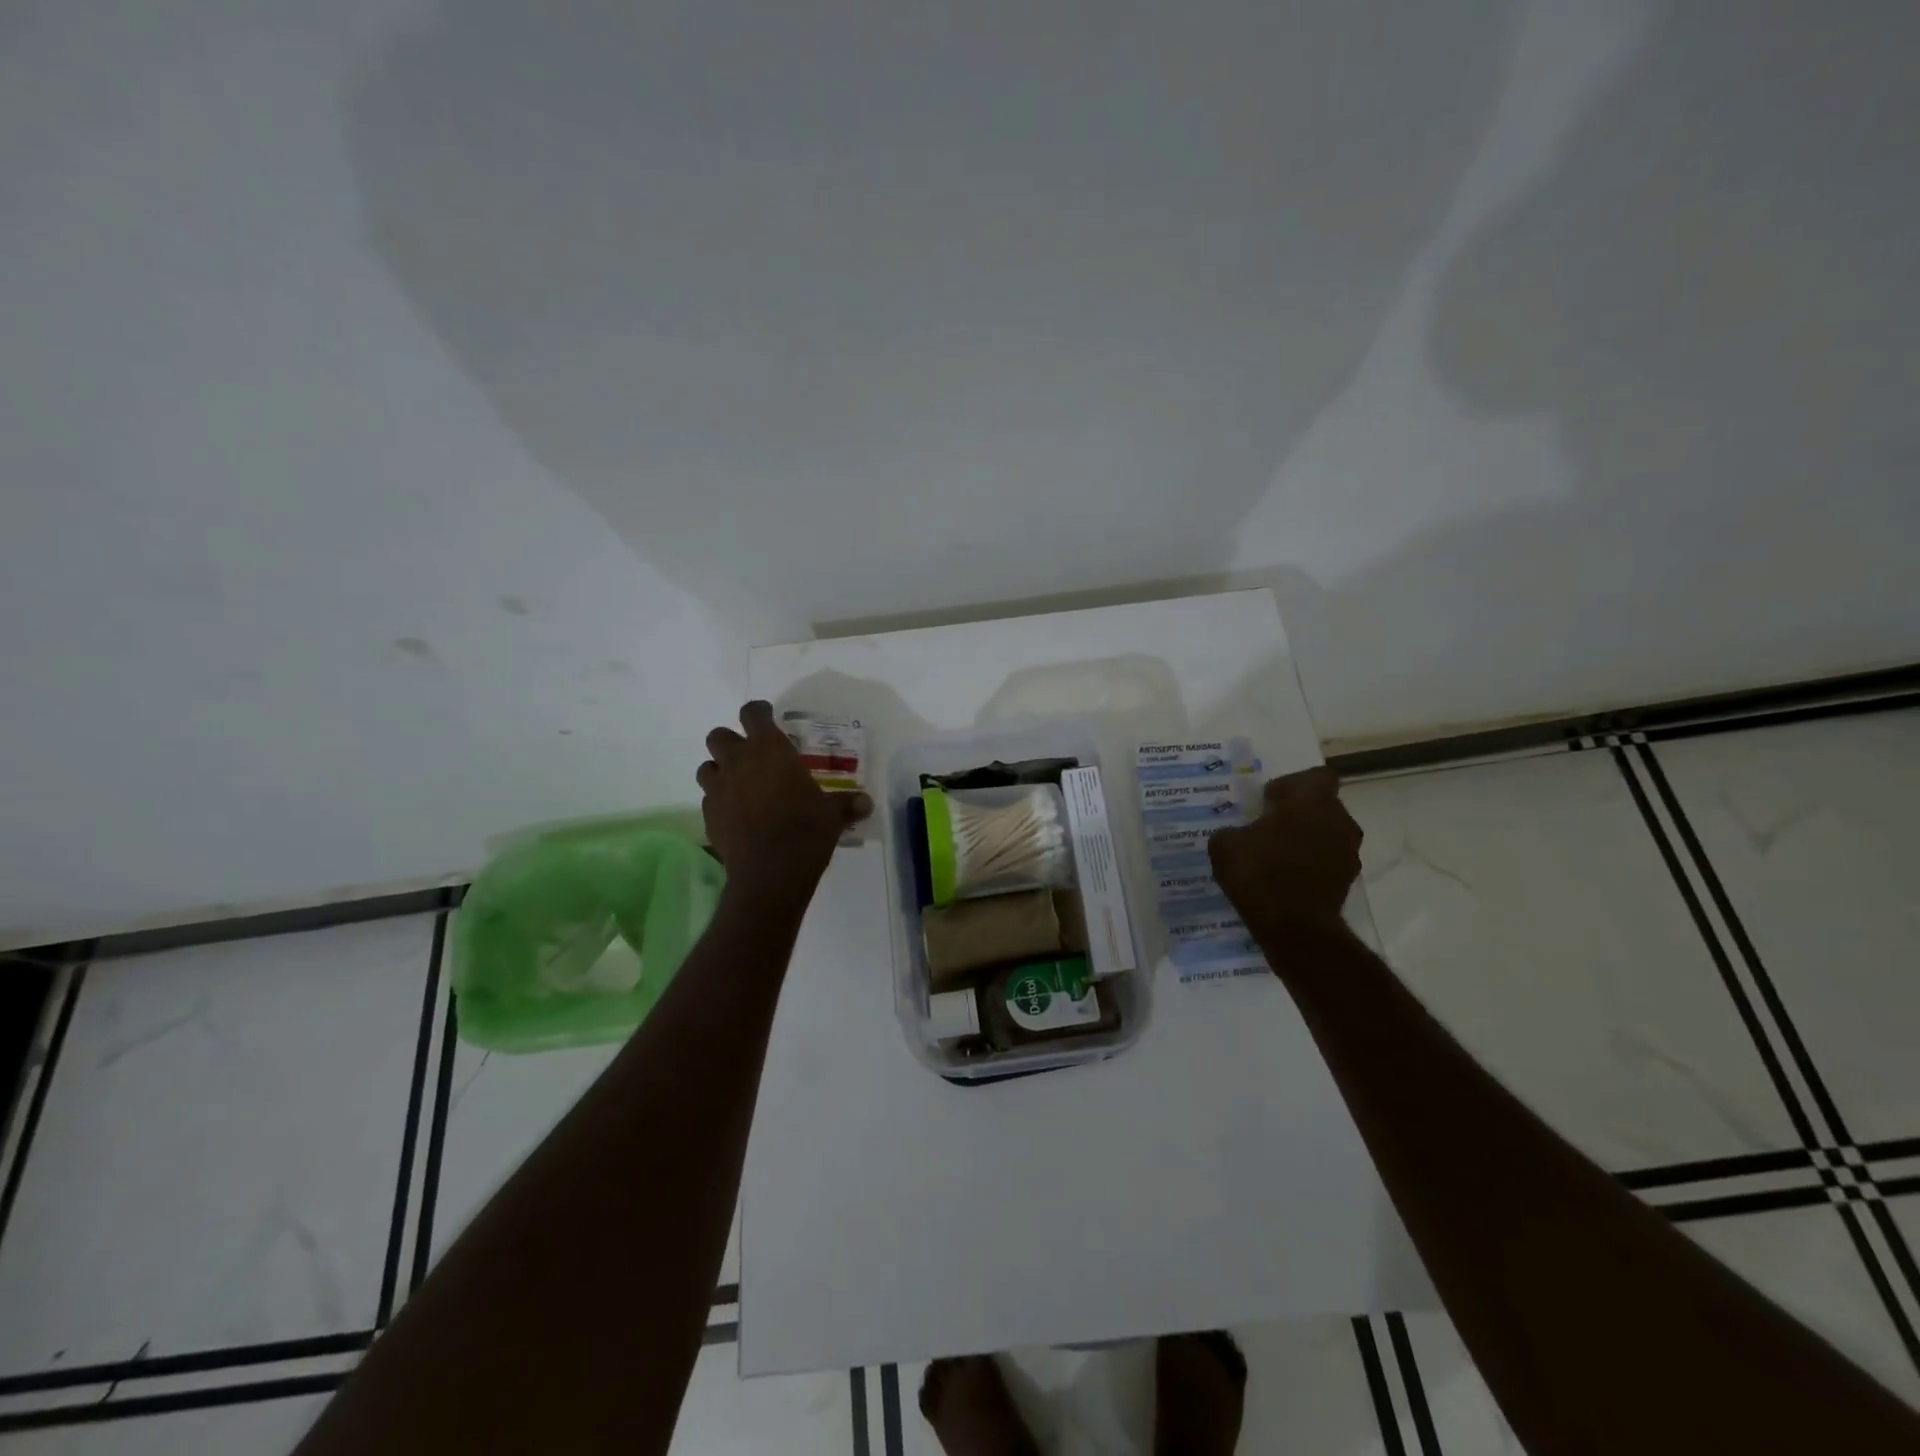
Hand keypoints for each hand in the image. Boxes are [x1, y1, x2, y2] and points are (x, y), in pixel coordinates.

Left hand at [697, 701, 872, 904]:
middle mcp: (737, 762)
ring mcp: (718, 789)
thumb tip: (866, 802)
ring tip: (739, 784)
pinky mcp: (708, 816)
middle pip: (718, 735)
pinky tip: (737, 814)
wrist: (770, 874)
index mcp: (768, 749)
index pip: (752, 713)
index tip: (768, 717)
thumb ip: (847, 804)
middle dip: (731, 741)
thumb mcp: (833, 815)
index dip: (759, 712)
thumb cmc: (805, 831)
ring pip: (707, 767)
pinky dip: (719, 801)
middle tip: (751, 755)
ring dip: (720, 770)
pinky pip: (708, 799)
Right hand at [1207, 767, 1362, 935]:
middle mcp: (1338, 821)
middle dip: (1298, 813)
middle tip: (1268, 826)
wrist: (1294, 928)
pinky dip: (1310, 865)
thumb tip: (1237, 835)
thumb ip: (1233, 831)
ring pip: (1327, 834)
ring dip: (1306, 839)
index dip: (1292, 784)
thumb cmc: (1259, 872)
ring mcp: (1348, 853)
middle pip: (1322, 806)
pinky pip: (1327, 862)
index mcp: (1312, 801)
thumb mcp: (1224, 845)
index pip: (1316, 776)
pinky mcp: (1347, 882)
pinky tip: (1284, 878)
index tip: (1269, 800)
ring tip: (1276, 854)